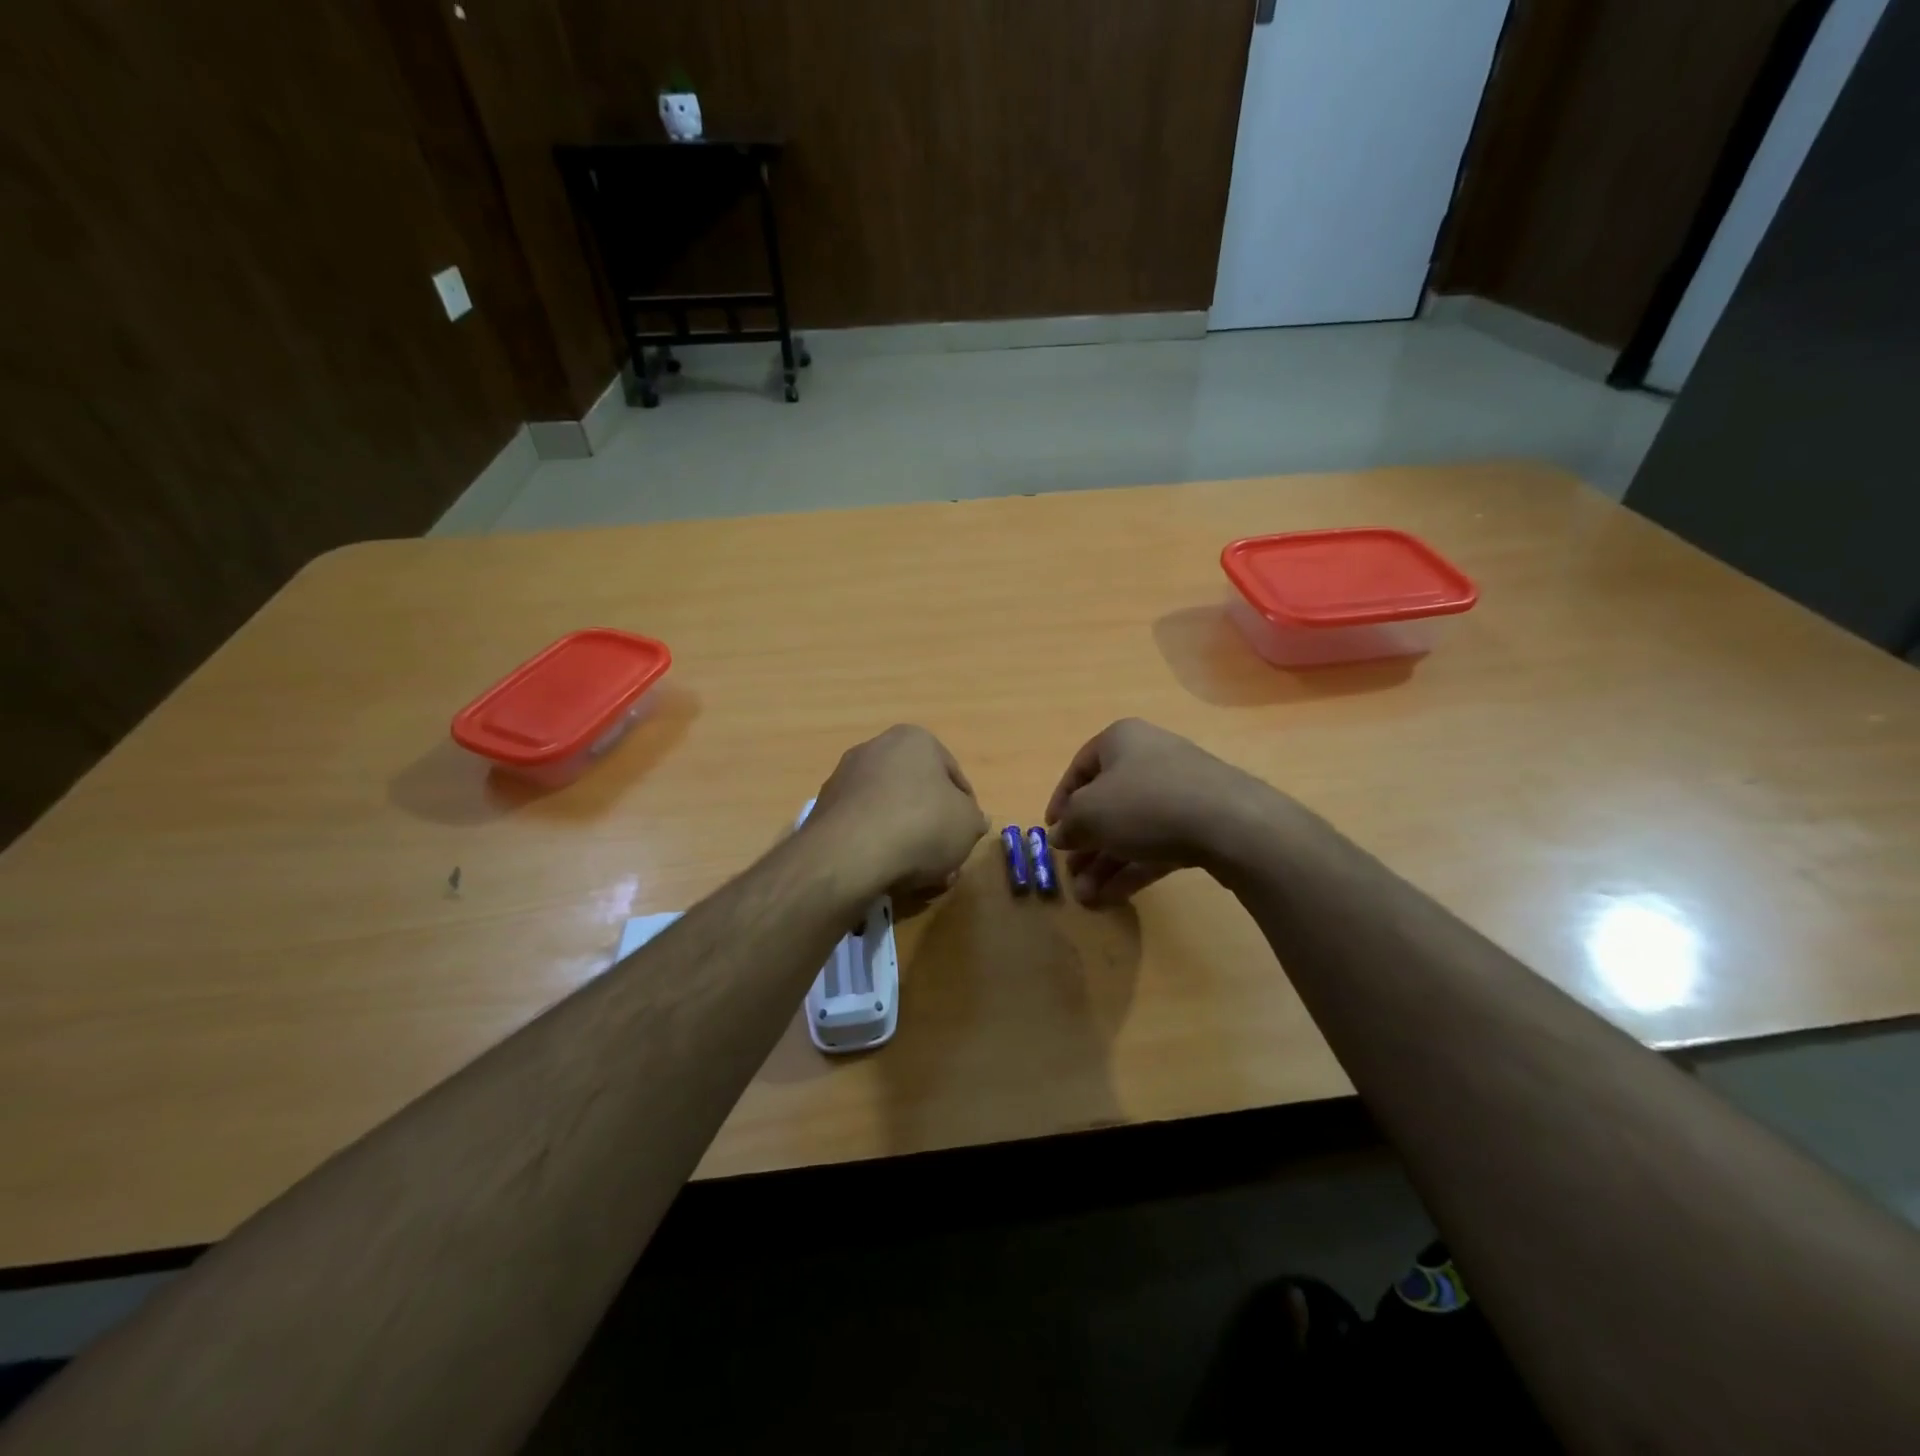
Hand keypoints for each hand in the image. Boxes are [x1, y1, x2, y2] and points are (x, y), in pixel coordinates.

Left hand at [808, 725, 987, 896]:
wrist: (850, 854)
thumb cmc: (921, 825)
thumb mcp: (968, 825)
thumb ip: (974, 819)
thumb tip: (972, 820)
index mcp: (914, 739)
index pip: (953, 775)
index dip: (966, 809)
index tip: (967, 836)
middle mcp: (875, 749)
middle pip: (917, 793)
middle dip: (933, 827)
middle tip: (944, 860)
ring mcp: (844, 778)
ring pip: (889, 812)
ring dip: (906, 840)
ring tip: (918, 877)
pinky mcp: (823, 809)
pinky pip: (862, 828)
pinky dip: (877, 846)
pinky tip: (887, 874)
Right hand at [1045, 719, 1279, 904]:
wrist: (1229, 823)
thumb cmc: (1144, 803)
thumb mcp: (1089, 814)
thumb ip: (1069, 825)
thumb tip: (1061, 835)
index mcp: (1120, 741)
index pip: (1079, 768)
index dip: (1060, 801)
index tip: (1052, 832)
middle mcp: (1149, 758)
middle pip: (1107, 804)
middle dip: (1085, 844)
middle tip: (1071, 875)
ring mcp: (1179, 791)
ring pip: (1131, 829)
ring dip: (1105, 864)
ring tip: (1088, 899)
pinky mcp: (1200, 823)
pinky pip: (1157, 844)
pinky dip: (1133, 868)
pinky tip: (1113, 898)